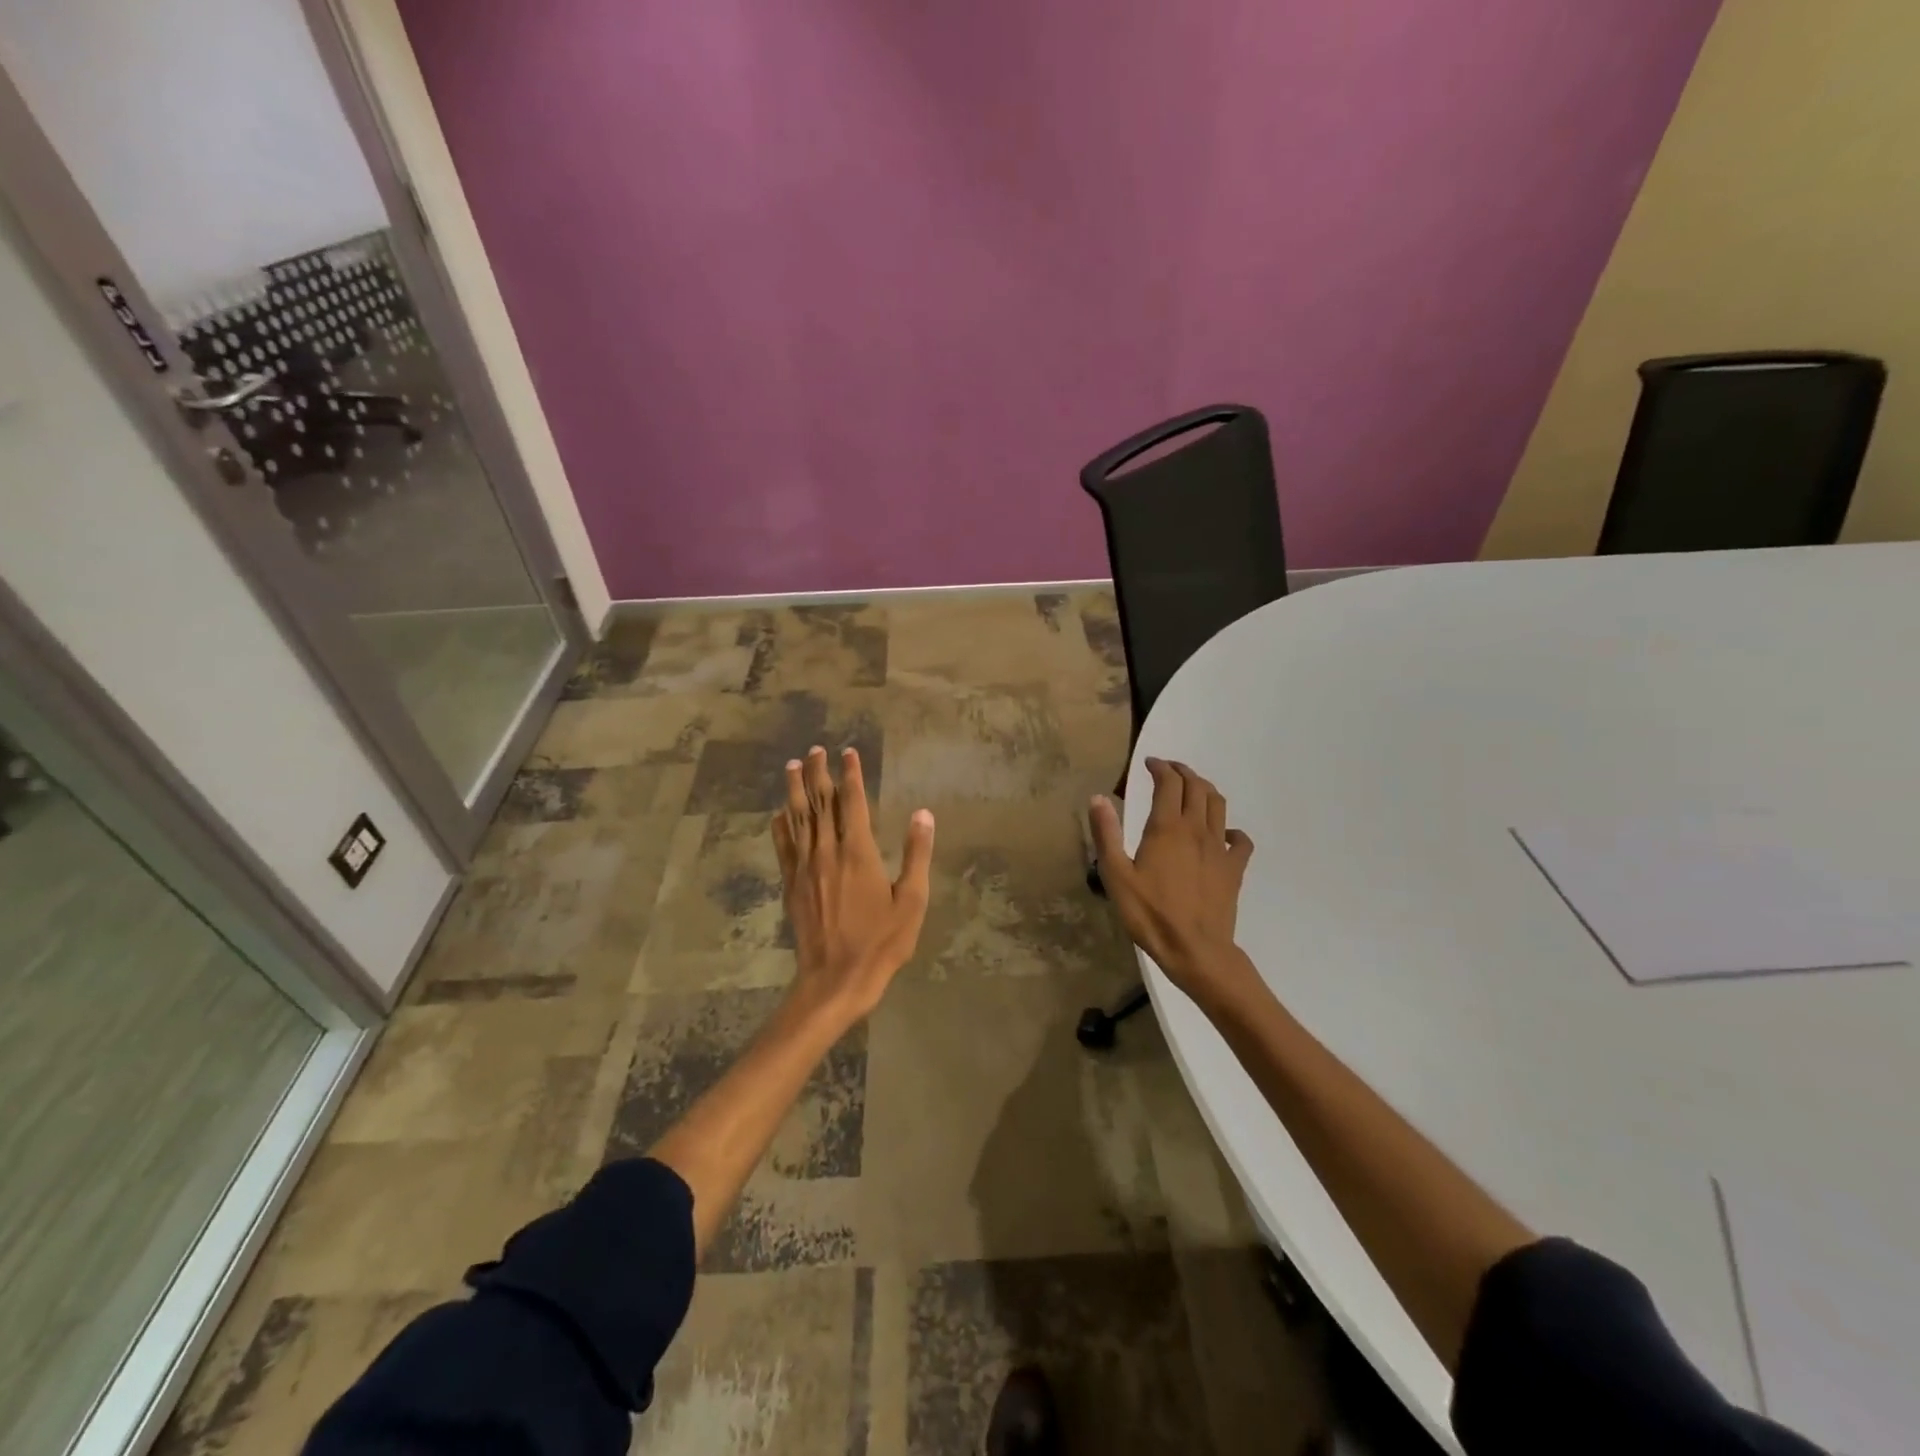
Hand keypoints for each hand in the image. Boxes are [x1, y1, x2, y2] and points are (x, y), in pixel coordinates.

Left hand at [773, 745, 935, 1020]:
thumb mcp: (912, 901)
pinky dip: (781, 826)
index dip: (851, 775)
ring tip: (793, 766)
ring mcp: (805, 868)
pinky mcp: (792, 885)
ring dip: (795, 790)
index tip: (848, 752)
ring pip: (798, 818)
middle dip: (819, 773)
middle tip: (816, 749)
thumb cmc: (882, 941)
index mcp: (858, 852)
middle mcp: (827, 851)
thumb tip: (923, 814)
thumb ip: (917, 854)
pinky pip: (783, 847)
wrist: (835, 978)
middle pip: (820, 803)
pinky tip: (778, 813)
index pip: (853, 802)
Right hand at [1089, 758, 1256, 1004]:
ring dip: (1205, 790)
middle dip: (1183, 772)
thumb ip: (1107, 834)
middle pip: (1197, 787)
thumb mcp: (1116, 876)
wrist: (1196, 950)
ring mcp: (1220, 849)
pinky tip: (1224, 834)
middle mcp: (1197, 830)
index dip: (1160, 767)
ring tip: (1193, 789)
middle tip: (1169, 770)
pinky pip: (1241, 840)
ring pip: (1219, 805)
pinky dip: (1233, 829)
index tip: (1149, 763)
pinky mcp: (1235, 869)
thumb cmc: (1150, 914)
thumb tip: (1098, 798)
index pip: (1168, 783)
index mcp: (1167, 828)